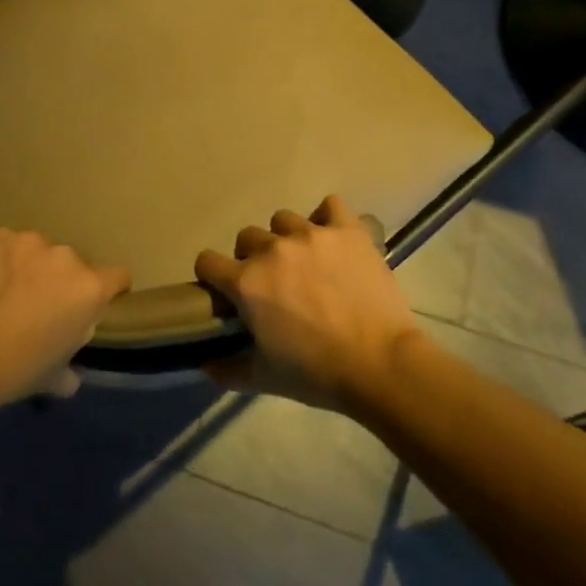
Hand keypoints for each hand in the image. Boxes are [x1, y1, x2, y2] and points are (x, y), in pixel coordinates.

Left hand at [0, 228, 130, 409]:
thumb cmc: (15, 371)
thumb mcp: (53, 377)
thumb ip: (70, 369)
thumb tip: (71, 376)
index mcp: (89, 289)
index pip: (118, 276)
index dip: (109, 290)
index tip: (92, 304)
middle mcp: (66, 257)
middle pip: (72, 264)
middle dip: (59, 280)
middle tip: (36, 304)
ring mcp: (28, 242)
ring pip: (37, 250)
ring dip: (28, 266)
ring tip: (4, 290)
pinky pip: (4, 244)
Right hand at [195, 195, 419, 411]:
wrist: (381, 365)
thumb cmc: (317, 373)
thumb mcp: (264, 379)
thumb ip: (227, 369)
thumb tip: (204, 365)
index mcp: (246, 282)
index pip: (207, 261)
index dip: (213, 276)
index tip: (226, 291)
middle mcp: (272, 250)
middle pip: (246, 237)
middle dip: (252, 257)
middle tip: (273, 282)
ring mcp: (311, 234)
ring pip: (283, 220)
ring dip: (286, 238)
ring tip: (305, 261)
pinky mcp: (347, 231)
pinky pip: (330, 206)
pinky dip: (328, 218)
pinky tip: (332, 238)